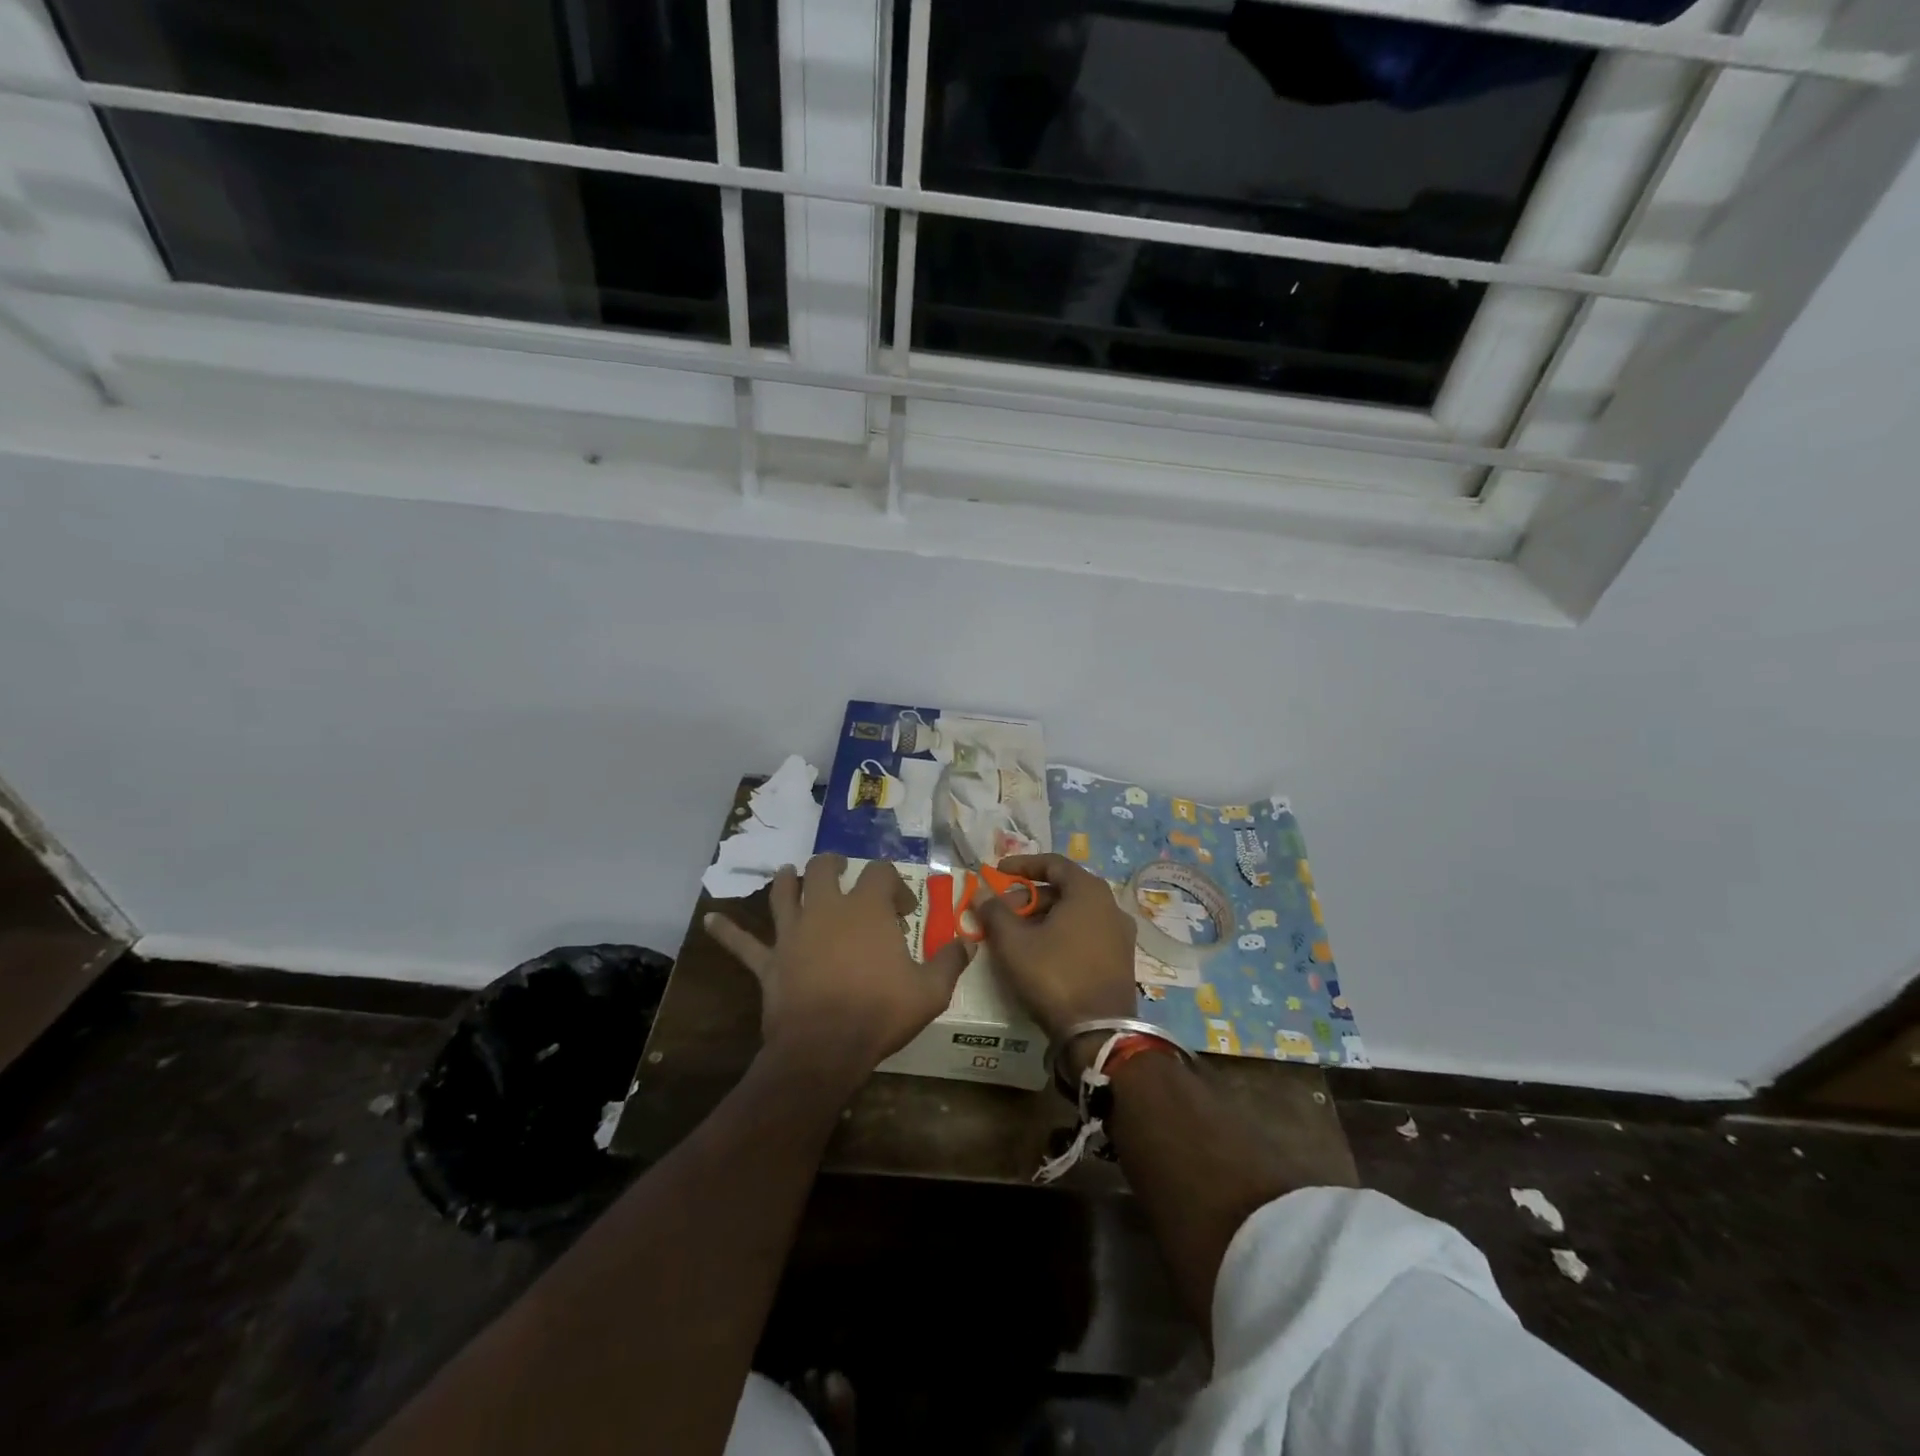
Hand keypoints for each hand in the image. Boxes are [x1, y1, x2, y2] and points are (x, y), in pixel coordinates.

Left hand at [706, 855, 970, 1081]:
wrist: (824, 1048)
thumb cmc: (880, 1012)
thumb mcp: (930, 991)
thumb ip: (950, 962)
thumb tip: (968, 942)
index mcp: (867, 909)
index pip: (881, 874)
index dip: (893, 882)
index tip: (902, 907)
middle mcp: (827, 909)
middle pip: (824, 868)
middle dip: (834, 864)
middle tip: (842, 870)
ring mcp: (793, 932)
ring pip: (783, 892)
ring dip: (786, 880)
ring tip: (788, 873)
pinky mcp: (769, 962)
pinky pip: (743, 944)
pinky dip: (726, 932)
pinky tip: (708, 920)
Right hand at [975, 853, 1137, 1043]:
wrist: (1098, 1033)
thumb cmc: (1054, 975)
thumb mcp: (1014, 943)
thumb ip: (995, 912)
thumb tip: (982, 893)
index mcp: (1089, 891)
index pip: (1053, 863)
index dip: (1022, 865)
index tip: (997, 872)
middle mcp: (1110, 906)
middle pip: (1063, 889)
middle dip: (1028, 897)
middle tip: (1000, 911)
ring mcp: (1119, 934)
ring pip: (1074, 913)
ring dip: (1042, 917)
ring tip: (1015, 934)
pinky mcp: (1120, 959)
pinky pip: (1085, 933)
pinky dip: (1060, 933)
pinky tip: (1040, 952)